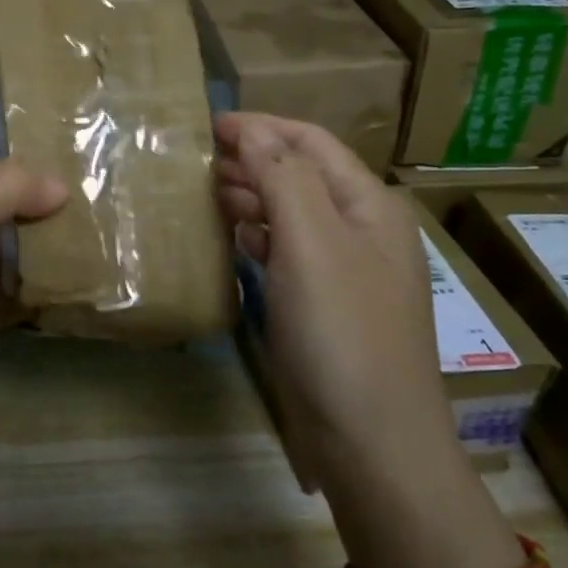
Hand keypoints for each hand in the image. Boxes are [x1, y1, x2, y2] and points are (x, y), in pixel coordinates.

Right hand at [214, 113, 458, 490]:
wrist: (372, 443)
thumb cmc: (342, 332)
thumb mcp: (311, 243)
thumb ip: (281, 178)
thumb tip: (250, 129)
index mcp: (368, 204)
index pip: (310, 143)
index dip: (260, 127)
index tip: (205, 124)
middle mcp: (360, 229)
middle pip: (301, 174)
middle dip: (251, 159)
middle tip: (195, 161)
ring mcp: (343, 270)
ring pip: (291, 213)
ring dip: (251, 196)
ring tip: (204, 193)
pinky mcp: (323, 304)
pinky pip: (287, 252)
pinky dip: (258, 237)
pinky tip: (233, 239)